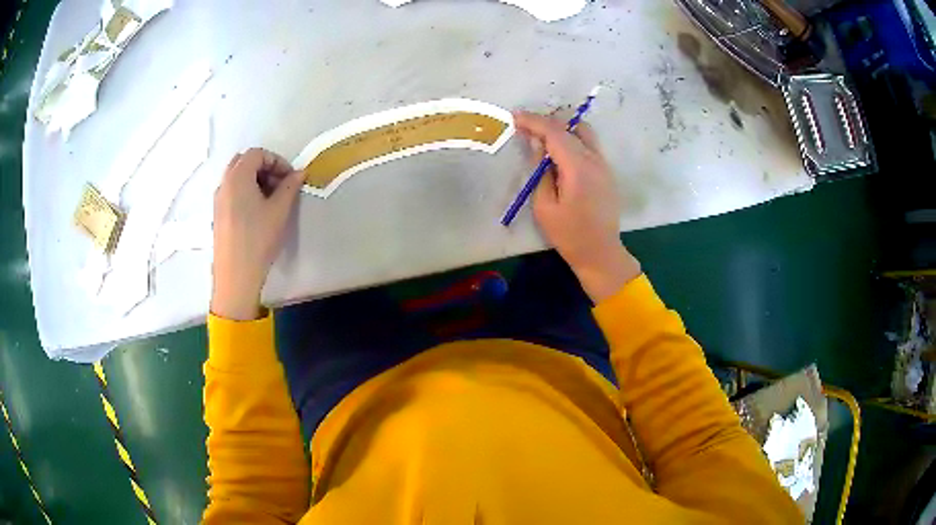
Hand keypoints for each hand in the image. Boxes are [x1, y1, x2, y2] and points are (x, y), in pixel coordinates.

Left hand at [211, 148, 304, 320]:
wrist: (235, 275)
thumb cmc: (258, 239)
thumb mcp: (279, 211)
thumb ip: (290, 187)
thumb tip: (299, 173)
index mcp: (237, 177)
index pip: (257, 154)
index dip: (277, 161)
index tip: (290, 178)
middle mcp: (224, 183)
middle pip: (244, 162)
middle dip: (264, 168)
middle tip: (280, 185)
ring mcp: (218, 200)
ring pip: (237, 177)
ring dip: (255, 180)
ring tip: (271, 199)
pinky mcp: (218, 215)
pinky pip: (232, 192)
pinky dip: (246, 192)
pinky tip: (258, 212)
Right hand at [514, 111, 641, 302]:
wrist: (601, 253)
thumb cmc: (569, 235)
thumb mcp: (544, 207)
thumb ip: (540, 171)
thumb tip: (537, 146)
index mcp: (578, 168)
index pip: (555, 132)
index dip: (533, 121)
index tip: (515, 117)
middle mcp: (595, 160)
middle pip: (571, 126)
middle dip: (547, 122)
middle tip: (526, 128)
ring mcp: (604, 164)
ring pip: (583, 132)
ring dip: (562, 129)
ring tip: (541, 137)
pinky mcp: (607, 171)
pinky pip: (589, 145)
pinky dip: (572, 139)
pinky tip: (558, 152)